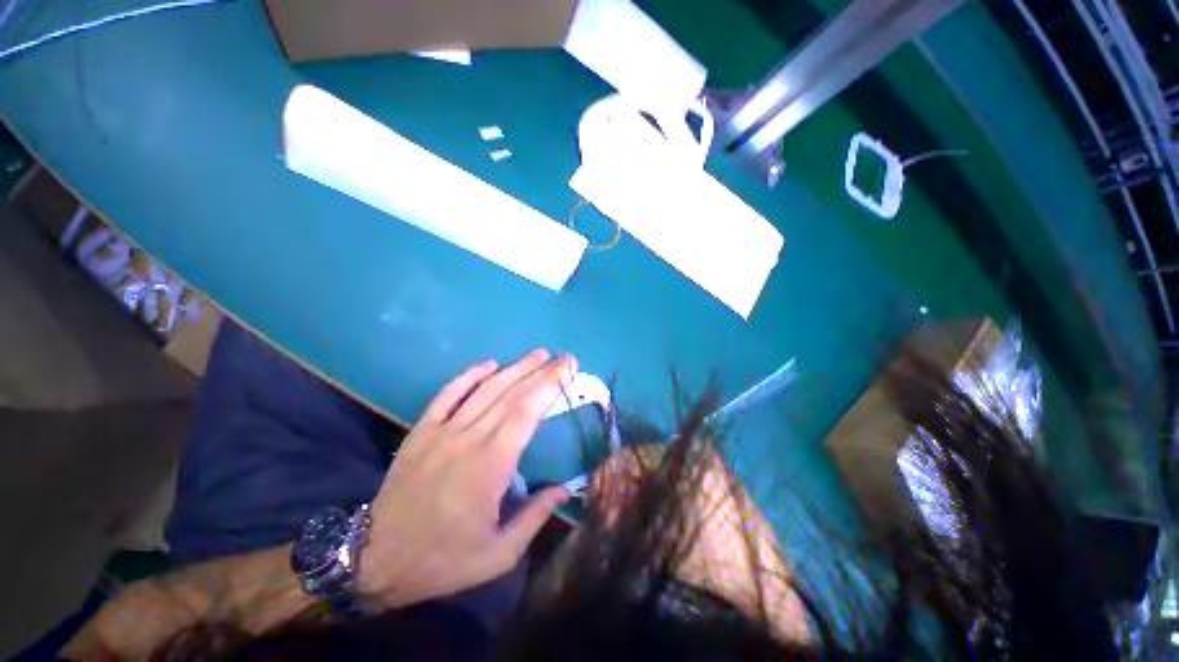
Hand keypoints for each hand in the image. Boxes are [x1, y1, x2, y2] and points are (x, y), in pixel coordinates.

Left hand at [358, 350, 576, 609]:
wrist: (374, 560)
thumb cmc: (442, 559)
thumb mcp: (498, 554)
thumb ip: (535, 518)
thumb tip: (565, 489)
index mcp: (492, 465)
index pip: (527, 411)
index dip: (550, 385)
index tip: (569, 369)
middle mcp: (469, 438)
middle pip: (512, 394)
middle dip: (542, 371)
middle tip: (564, 358)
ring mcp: (442, 431)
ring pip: (485, 389)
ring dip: (514, 368)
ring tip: (538, 354)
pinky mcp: (421, 431)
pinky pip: (447, 394)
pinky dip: (469, 375)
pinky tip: (489, 363)